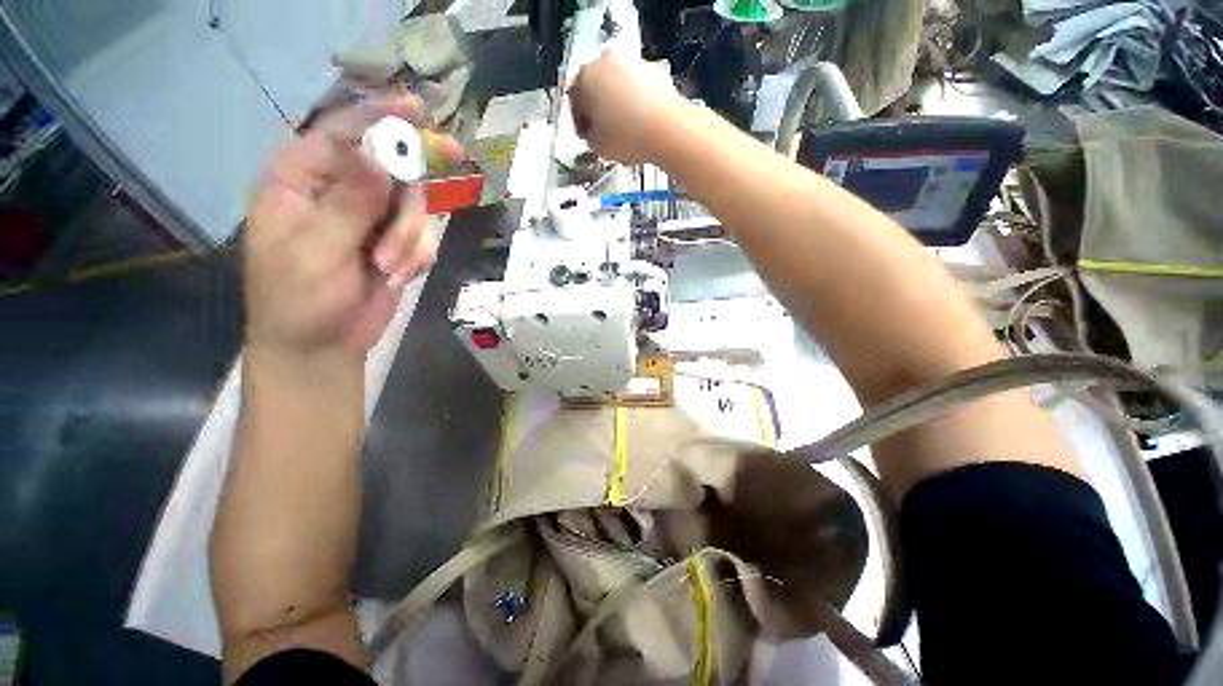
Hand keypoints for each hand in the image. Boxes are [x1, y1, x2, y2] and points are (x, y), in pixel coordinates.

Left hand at [244, 95, 463, 355]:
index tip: (418, 111)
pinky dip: (417, 256)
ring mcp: (371, 217)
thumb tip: (377, 158)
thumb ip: (348, 204)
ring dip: (409, 239)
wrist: (323, 345)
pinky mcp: (395, 243)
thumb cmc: (299, 299)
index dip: (379, 117)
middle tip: (440, 190)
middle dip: (408, 199)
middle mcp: (339, 190)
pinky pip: (423, 236)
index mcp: (301, 179)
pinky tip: (398, 276)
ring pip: (414, 206)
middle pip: (391, 169)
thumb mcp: (317, 251)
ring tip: (389, 268)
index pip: (341, 132)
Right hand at [569, 50, 686, 163]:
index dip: (580, 122)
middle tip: (605, 132)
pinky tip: (641, 125)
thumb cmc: (628, 137)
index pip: (574, 99)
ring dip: (619, 104)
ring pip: (618, 85)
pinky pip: (639, 88)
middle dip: (599, 108)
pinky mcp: (654, 71)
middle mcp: (606, 62)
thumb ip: (589, 136)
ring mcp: (632, 63)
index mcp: (584, 78)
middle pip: (597, 87)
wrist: (667, 130)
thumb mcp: (596, 146)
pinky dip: (637, 102)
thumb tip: (593, 134)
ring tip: (625, 132)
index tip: (587, 135)